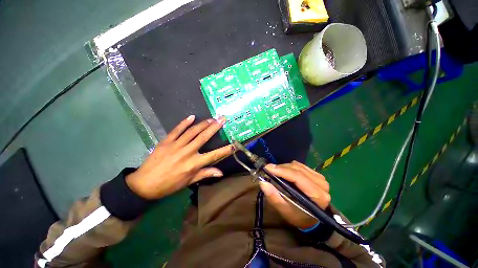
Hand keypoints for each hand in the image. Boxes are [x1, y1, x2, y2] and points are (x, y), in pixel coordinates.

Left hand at [126, 115, 232, 199]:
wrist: (144, 184)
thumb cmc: (169, 184)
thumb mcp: (189, 182)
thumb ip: (205, 174)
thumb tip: (220, 172)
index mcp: (194, 164)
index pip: (214, 155)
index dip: (225, 150)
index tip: (234, 144)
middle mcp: (187, 152)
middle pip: (204, 137)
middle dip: (215, 127)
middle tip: (222, 119)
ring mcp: (176, 145)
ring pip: (192, 131)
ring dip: (203, 123)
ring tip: (211, 118)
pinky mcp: (166, 141)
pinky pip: (177, 130)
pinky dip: (184, 122)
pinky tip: (192, 117)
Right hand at [259, 161, 330, 228]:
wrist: (311, 219)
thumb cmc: (298, 217)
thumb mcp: (284, 211)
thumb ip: (274, 197)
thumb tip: (263, 182)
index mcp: (317, 196)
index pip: (298, 177)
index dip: (282, 171)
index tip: (268, 168)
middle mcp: (321, 184)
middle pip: (297, 169)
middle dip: (281, 168)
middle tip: (268, 170)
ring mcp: (320, 178)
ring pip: (298, 165)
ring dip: (285, 167)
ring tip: (276, 172)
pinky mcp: (317, 174)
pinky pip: (300, 165)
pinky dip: (290, 167)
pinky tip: (285, 172)